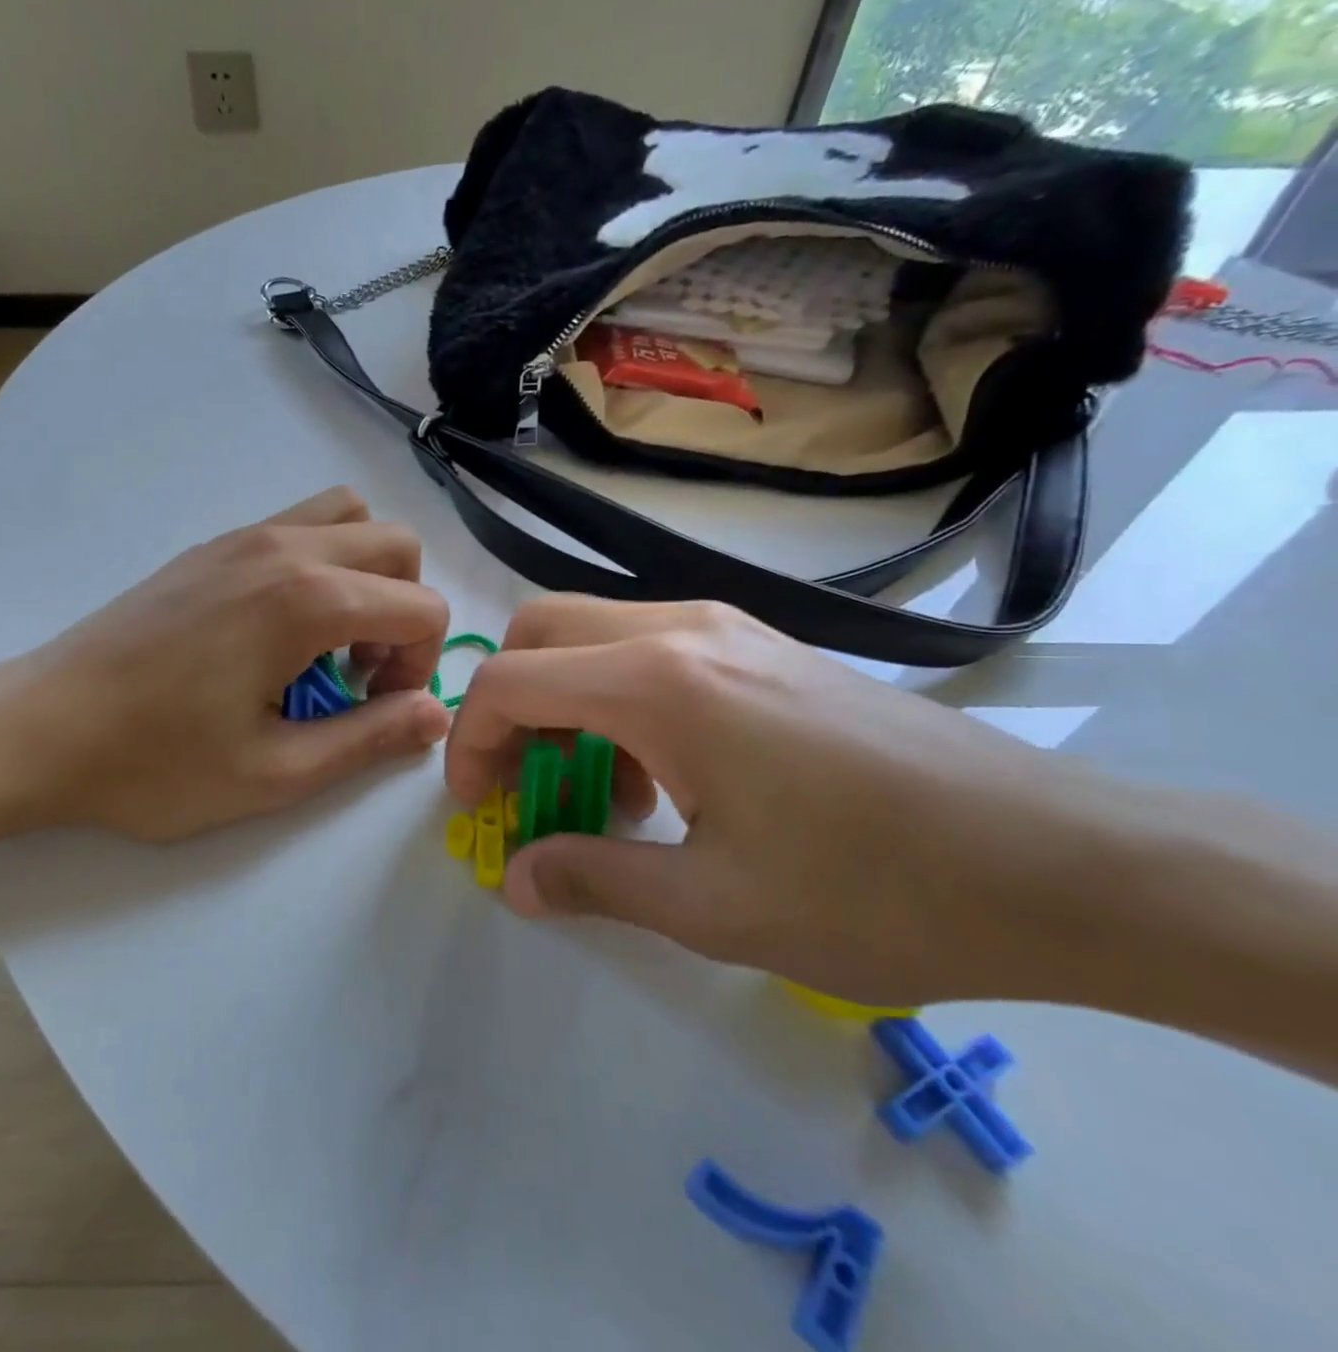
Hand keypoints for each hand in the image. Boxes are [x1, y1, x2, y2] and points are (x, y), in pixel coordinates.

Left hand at [0, 487, 450, 842]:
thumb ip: (369, 739)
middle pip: (397, 544)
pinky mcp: (212, 546)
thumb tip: (436, 716)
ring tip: (330, 640)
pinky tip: (281, 628)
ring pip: (348, 517)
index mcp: (307, 599)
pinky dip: (323, 562)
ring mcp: (242, 537)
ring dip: (368, 574)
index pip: (421, 606)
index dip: (421, 665)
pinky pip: (298, 525)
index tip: (377, 709)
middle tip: (362, 673)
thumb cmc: (155, 762)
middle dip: (406, 610)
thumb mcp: (275, 773)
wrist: (40, 726)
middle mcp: (283, 547)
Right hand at [445, 596, 1113, 1007]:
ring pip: (593, 632)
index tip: (480, 807)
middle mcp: (680, 628)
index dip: (471, 743)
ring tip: (606, 790)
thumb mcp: (713, 906)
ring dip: (564, 701)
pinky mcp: (761, 643)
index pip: (510, 681)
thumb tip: (516, 880)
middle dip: (509, 706)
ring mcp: (726, 626)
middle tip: (528, 784)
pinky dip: (616, 696)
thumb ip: (593, 878)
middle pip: (541, 630)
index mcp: (656, 683)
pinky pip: (648, 646)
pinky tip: (666, 771)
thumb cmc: (876, 890)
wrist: (1061, 861)